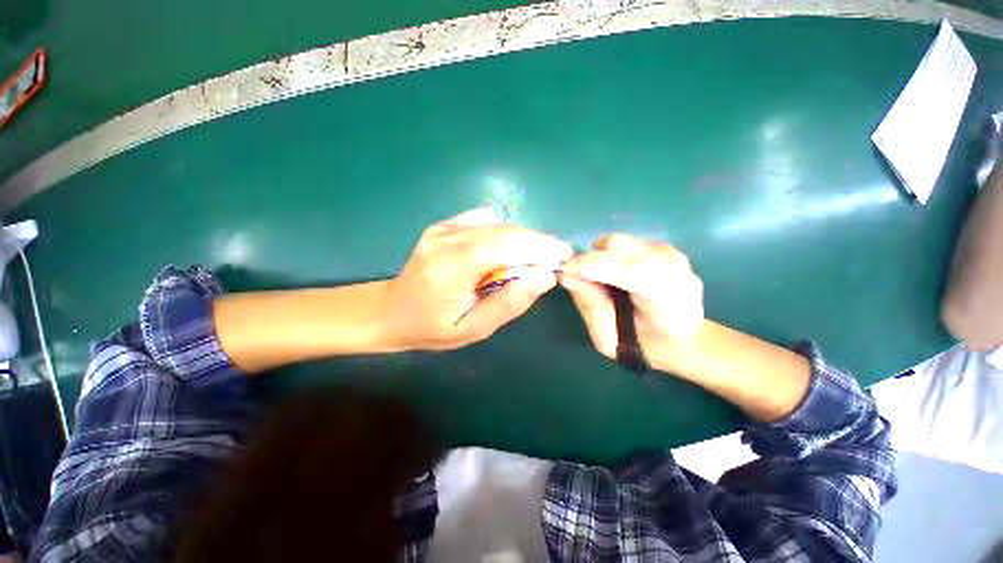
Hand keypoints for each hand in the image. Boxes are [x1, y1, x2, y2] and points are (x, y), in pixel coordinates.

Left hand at [385, 208, 573, 350]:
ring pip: (496, 225)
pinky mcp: (442, 225)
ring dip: (523, 238)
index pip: (503, 246)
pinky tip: (505, 249)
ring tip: (536, 257)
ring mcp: (442, 229)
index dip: (538, 247)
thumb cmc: (432, 328)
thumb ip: (509, 303)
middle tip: (557, 256)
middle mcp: (444, 240)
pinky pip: (483, 221)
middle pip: (503, 232)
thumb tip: (544, 277)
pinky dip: (503, 233)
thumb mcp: (474, 328)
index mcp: (450, 268)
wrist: (392, 311)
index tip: (563, 255)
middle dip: (537, 241)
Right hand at [559, 234, 703, 370]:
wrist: (686, 339)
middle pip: (618, 246)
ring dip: (601, 258)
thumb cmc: (645, 346)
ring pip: (619, 242)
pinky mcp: (663, 247)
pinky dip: (612, 256)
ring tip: (605, 281)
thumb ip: (590, 305)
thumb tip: (566, 275)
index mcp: (666, 297)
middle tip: (584, 281)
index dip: (591, 266)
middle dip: (592, 260)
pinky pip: (625, 244)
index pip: (627, 270)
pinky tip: (620, 276)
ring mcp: (671, 253)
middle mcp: (673, 268)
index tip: (565, 271)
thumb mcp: (610, 338)